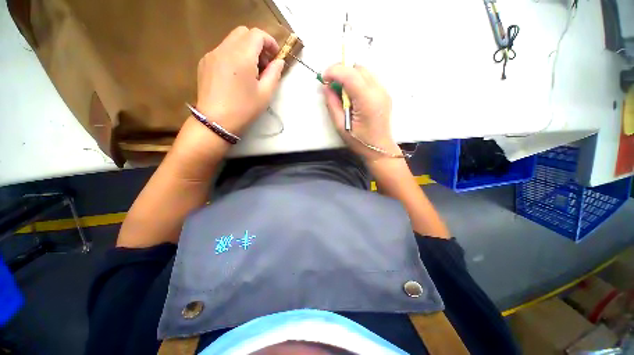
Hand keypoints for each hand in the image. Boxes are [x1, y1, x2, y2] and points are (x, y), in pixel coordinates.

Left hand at [195, 26, 284, 134]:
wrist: (216, 121)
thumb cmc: (244, 109)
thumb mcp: (265, 94)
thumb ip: (274, 74)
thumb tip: (279, 62)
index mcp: (242, 55)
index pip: (257, 34)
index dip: (270, 41)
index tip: (275, 56)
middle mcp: (225, 49)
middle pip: (243, 33)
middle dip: (257, 44)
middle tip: (264, 63)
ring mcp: (212, 54)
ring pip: (232, 40)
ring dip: (245, 49)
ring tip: (251, 71)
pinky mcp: (205, 62)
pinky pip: (222, 50)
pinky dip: (233, 56)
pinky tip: (236, 75)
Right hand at [322, 64, 399, 159]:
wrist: (380, 149)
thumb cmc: (359, 142)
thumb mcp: (340, 126)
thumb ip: (332, 104)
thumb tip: (326, 87)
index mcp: (367, 100)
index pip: (350, 74)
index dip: (334, 71)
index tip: (324, 78)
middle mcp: (378, 91)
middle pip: (358, 68)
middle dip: (341, 71)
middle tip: (331, 85)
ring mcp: (384, 91)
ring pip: (364, 71)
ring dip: (349, 76)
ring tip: (341, 91)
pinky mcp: (384, 93)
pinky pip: (369, 79)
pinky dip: (357, 81)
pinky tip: (352, 95)